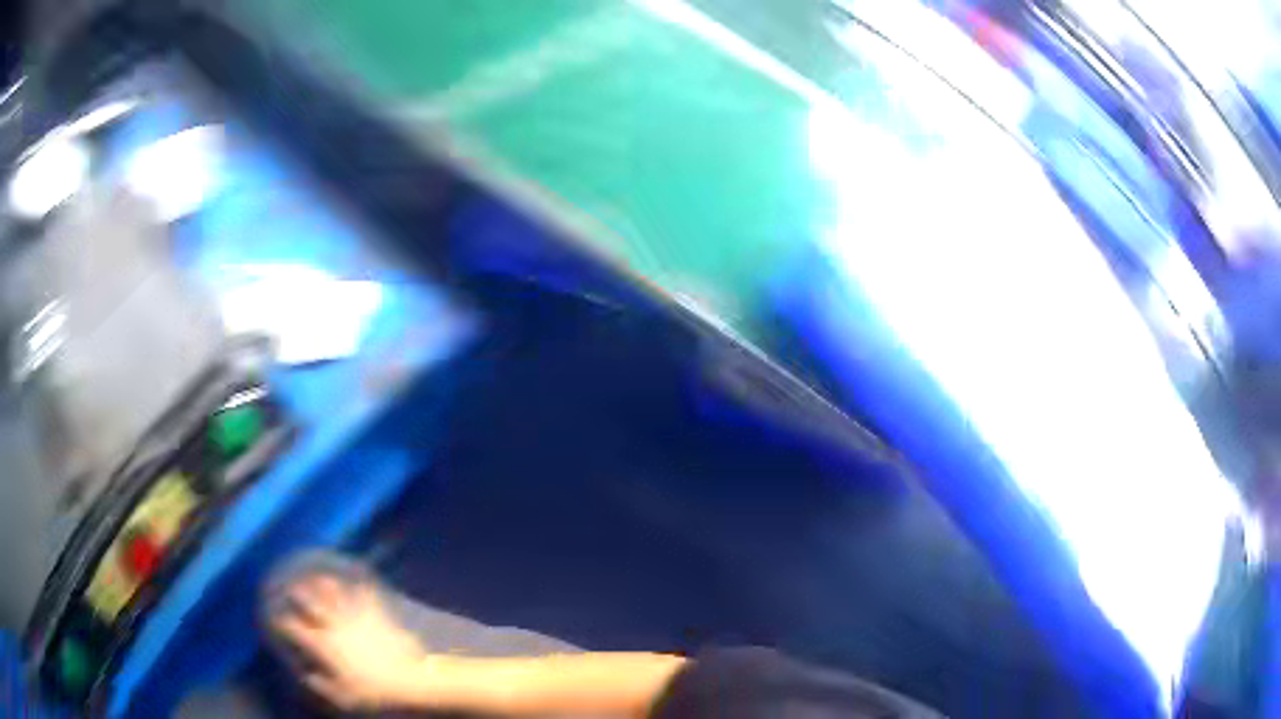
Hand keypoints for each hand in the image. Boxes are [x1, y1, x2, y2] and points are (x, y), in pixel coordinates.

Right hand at [270, 573, 430, 711]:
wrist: (407, 680)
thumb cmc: (373, 692)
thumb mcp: (343, 697)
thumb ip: (322, 686)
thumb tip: (308, 677)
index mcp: (324, 646)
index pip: (296, 630)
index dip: (284, 624)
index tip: (277, 620)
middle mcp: (335, 627)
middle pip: (312, 604)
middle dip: (300, 595)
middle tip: (293, 589)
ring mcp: (356, 617)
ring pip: (336, 594)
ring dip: (326, 586)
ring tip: (320, 579)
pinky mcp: (376, 615)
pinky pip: (367, 596)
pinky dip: (362, 587)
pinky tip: (360, 581)